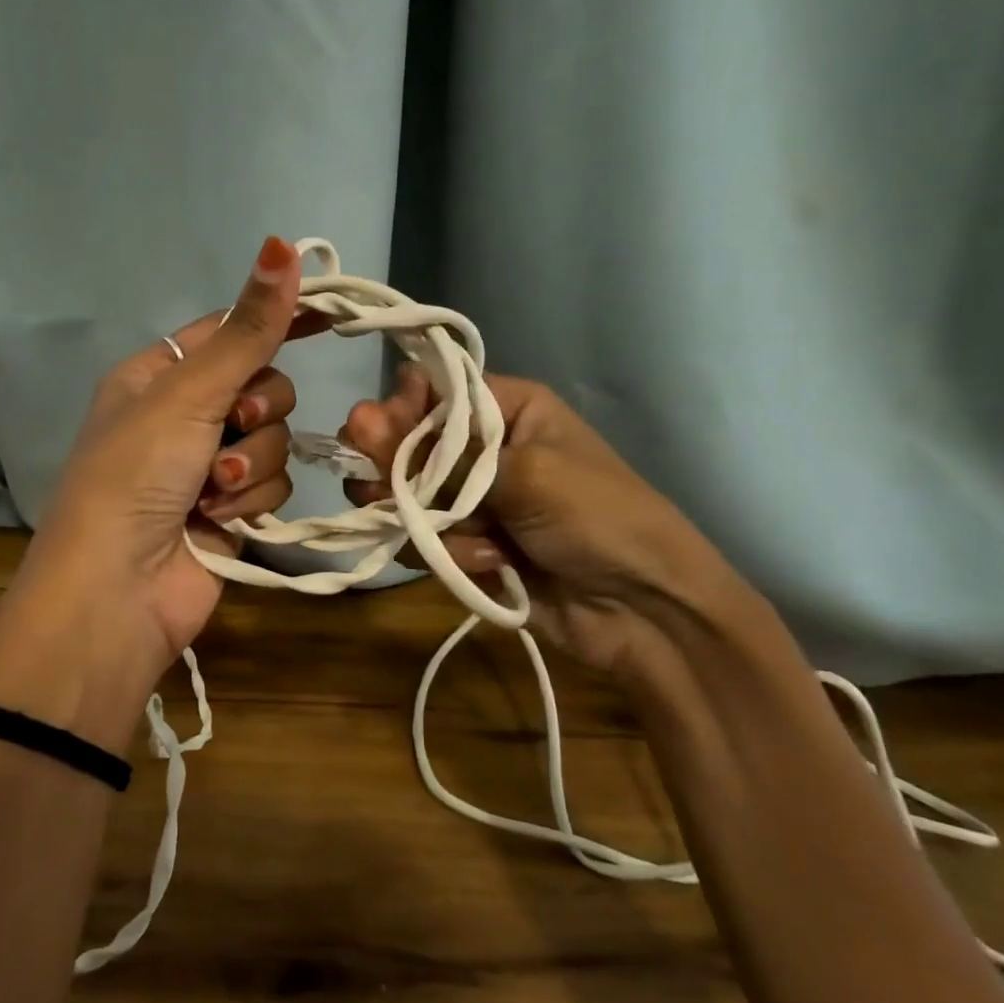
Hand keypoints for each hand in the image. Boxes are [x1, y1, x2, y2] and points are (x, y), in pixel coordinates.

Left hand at [0, 237, 312, 748]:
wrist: (116, 593)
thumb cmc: (134, 477)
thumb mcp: (187, 394)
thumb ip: (246, 330)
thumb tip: (283, 245)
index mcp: (158, 375)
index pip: (229, 331)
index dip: (273, 320)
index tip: (330, 315)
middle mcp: (184, 416)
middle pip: (263, 386)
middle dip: (255, 411)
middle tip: (230, 429)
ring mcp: (208, 467)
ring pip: (275, 439)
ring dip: (249, 465)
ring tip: (210, 493)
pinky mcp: (232, 512)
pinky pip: (272, 485)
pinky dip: (251, 502)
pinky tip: (217, 521)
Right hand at [341, 366, 749, 681]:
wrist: (644, 611)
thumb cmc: (597, 518)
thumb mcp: (524, 475)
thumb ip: (439, 455)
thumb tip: (359, 417)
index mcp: (505, 410)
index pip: (428, 391)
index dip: (399, 412)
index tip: (381, 438)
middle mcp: (481, 448)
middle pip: (405, 446)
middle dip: (397, 474)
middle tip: (393, 496)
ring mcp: (471, 500)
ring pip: (406, 498)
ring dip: (429, 522)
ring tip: (470, 540)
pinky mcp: (465, 544)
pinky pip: (424, 540)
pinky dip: (450, 555)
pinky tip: (492, 565)